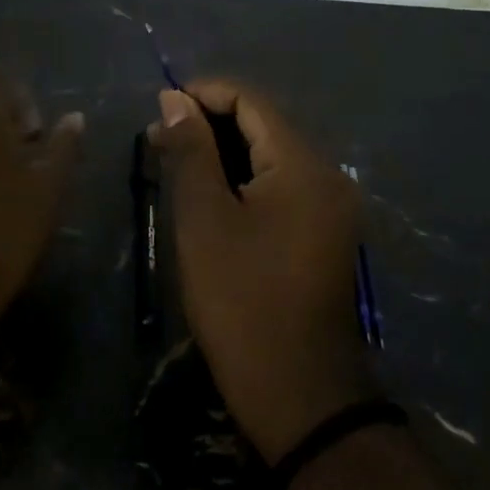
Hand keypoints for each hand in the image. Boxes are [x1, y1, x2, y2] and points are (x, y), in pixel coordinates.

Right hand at [149, 82, 373, 463]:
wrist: (300, 396)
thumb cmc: (242, 301)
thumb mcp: (205, 219)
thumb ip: (191, 150)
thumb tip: (174, 98)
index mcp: (303, 165)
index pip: (251, 101)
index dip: (204, 94)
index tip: (160, 107)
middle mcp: (327, 175)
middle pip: (264, 125)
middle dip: (210, 124)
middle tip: (158, 140)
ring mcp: (331, 207)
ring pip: (271, 156)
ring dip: (224, 153)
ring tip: (174, 164)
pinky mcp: (325, 233)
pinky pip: (282, 186)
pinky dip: (244, 180)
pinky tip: (209, 195)